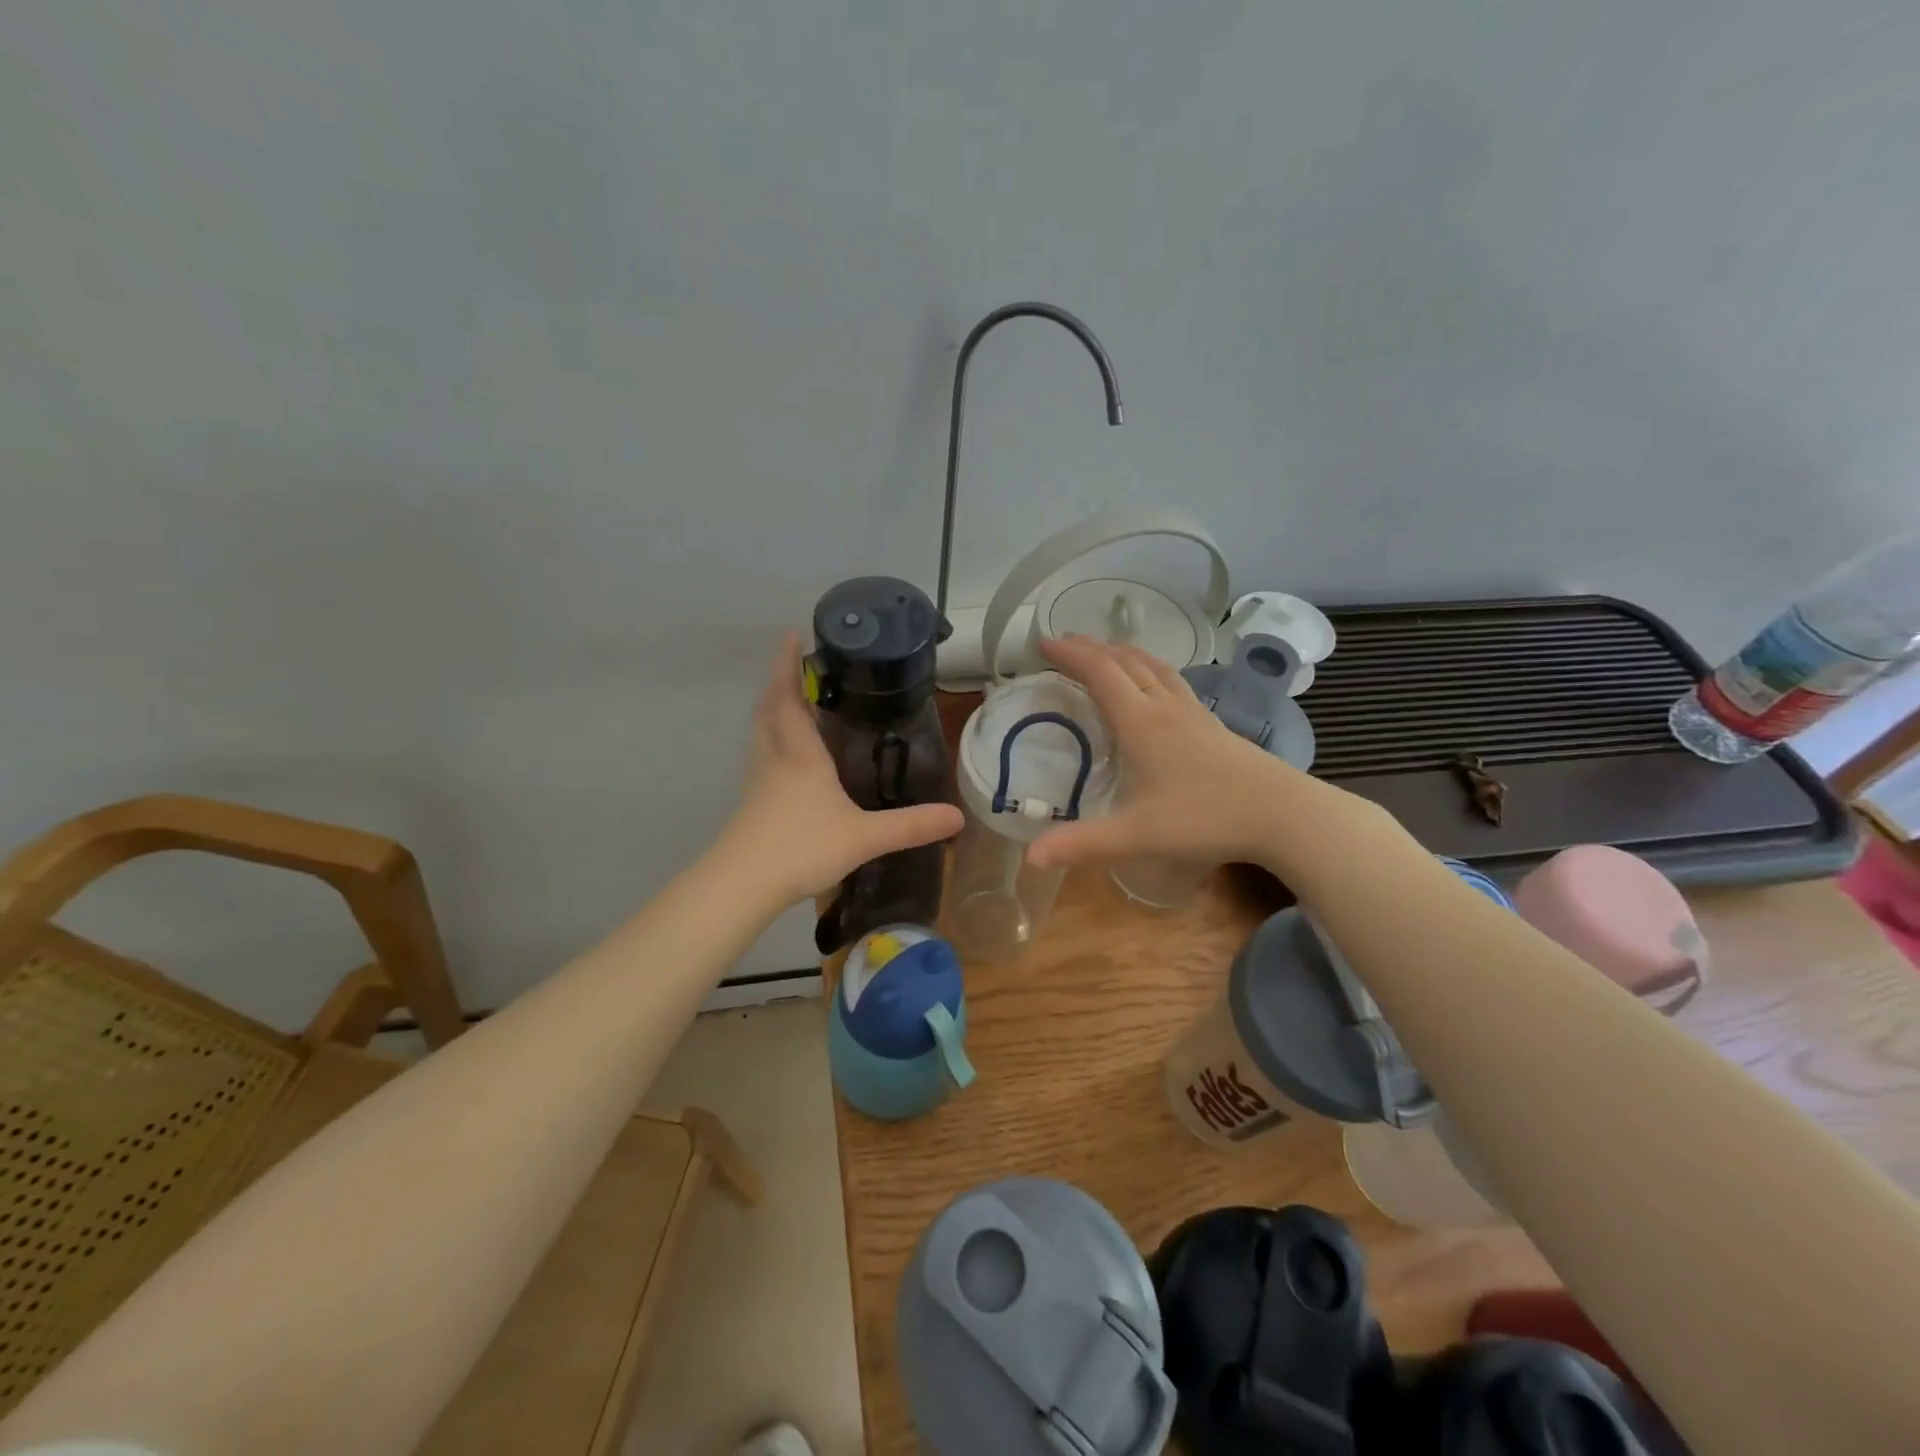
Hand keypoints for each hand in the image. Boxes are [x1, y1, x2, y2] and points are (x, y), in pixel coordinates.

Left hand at [724, 632, 963, 904]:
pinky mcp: (752, 806)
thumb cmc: (802, 848)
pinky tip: (787, 762)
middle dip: (779, 684)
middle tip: (794, 667)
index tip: (790, 635)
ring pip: (761, 735)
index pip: (790, 699)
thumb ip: (910, 826)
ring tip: (790, 704)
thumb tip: (958, 817)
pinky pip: (762, 759)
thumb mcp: (864, 836)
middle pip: (769, 711)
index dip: (788, 666)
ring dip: (772, 712)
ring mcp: (759, 783)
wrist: (742, 885)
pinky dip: (772, 744)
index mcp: (800, 756)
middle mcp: (775, 760)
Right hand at [1027, 636, 1329, 872]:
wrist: (1283, 813)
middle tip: (1063, 644)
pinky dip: (1150, 670)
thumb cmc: (1207, 818)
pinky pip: (1173, 682)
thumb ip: (1084, 844)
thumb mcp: (1138, 835)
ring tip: (1104, 651)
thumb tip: (1030, 856)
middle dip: (1091, 648)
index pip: (1100, 673)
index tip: (1043, 644)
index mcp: (1142, 723)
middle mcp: (1166, 707)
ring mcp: (1194, 713)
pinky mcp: (1213, 724)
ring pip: (1154, 667)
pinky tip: (1154, 686)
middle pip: (1125, 662)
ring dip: (1123, 653)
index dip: (1070, 654)